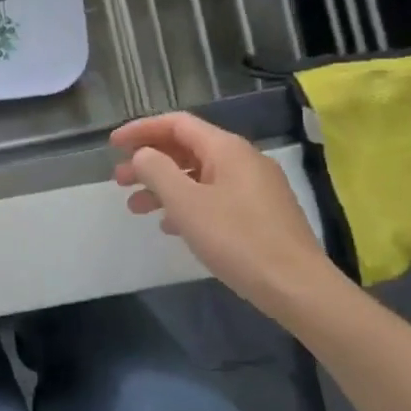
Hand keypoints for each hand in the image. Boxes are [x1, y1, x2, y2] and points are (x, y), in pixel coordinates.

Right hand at [111, 113, 346, 322]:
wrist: (297, 287)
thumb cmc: (237, 239)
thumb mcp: (186, 204)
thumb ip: (157, 171)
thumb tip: (143, 154)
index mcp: (227, 149)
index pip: (177, 124)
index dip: (141, 129)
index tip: (112, 144)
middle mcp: (243, 160)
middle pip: (187, 149)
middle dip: (149, 162)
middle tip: (118, 180)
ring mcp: (255, 187)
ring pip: (199, 176)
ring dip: (164, 187)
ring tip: (136, 208)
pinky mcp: (261, 213)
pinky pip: (214, 196)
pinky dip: (187, 204)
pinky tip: (171, 226)